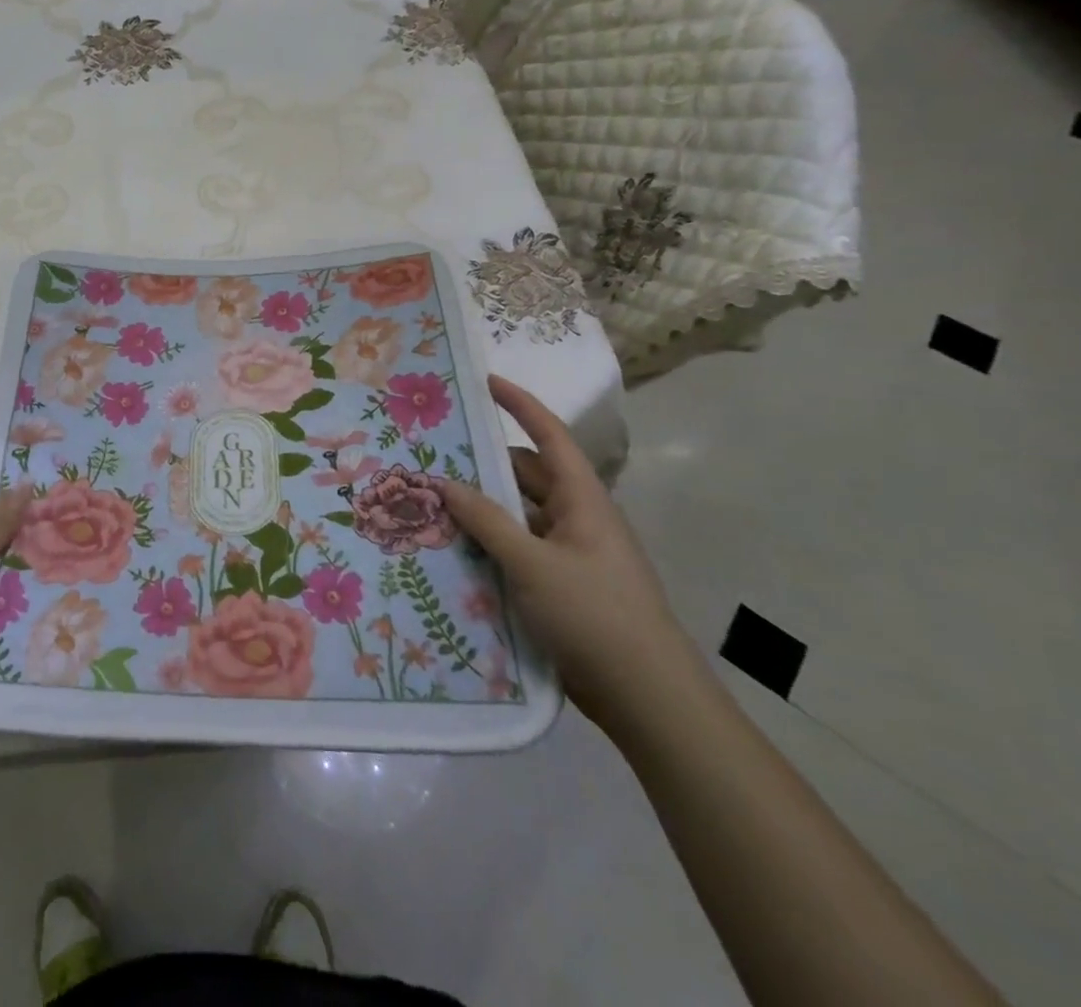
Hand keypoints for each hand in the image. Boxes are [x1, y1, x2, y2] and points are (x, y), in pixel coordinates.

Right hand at [441, 376, 699, 736]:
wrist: (648, 698)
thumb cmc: (595, 616)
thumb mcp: (533, 564)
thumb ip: (488, 521)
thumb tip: (447, 483)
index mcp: (583, 501)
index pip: (549, 436)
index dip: (519, 405)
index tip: (484, 381)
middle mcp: (577, 519)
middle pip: (527, 476)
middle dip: (485, 463)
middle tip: (434, 454)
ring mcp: (571, 555)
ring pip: (519, 516)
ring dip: (483, 508)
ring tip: (433, 502)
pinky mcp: (561, 587)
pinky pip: (519, 550)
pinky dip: (490, 544)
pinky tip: (454, 551)